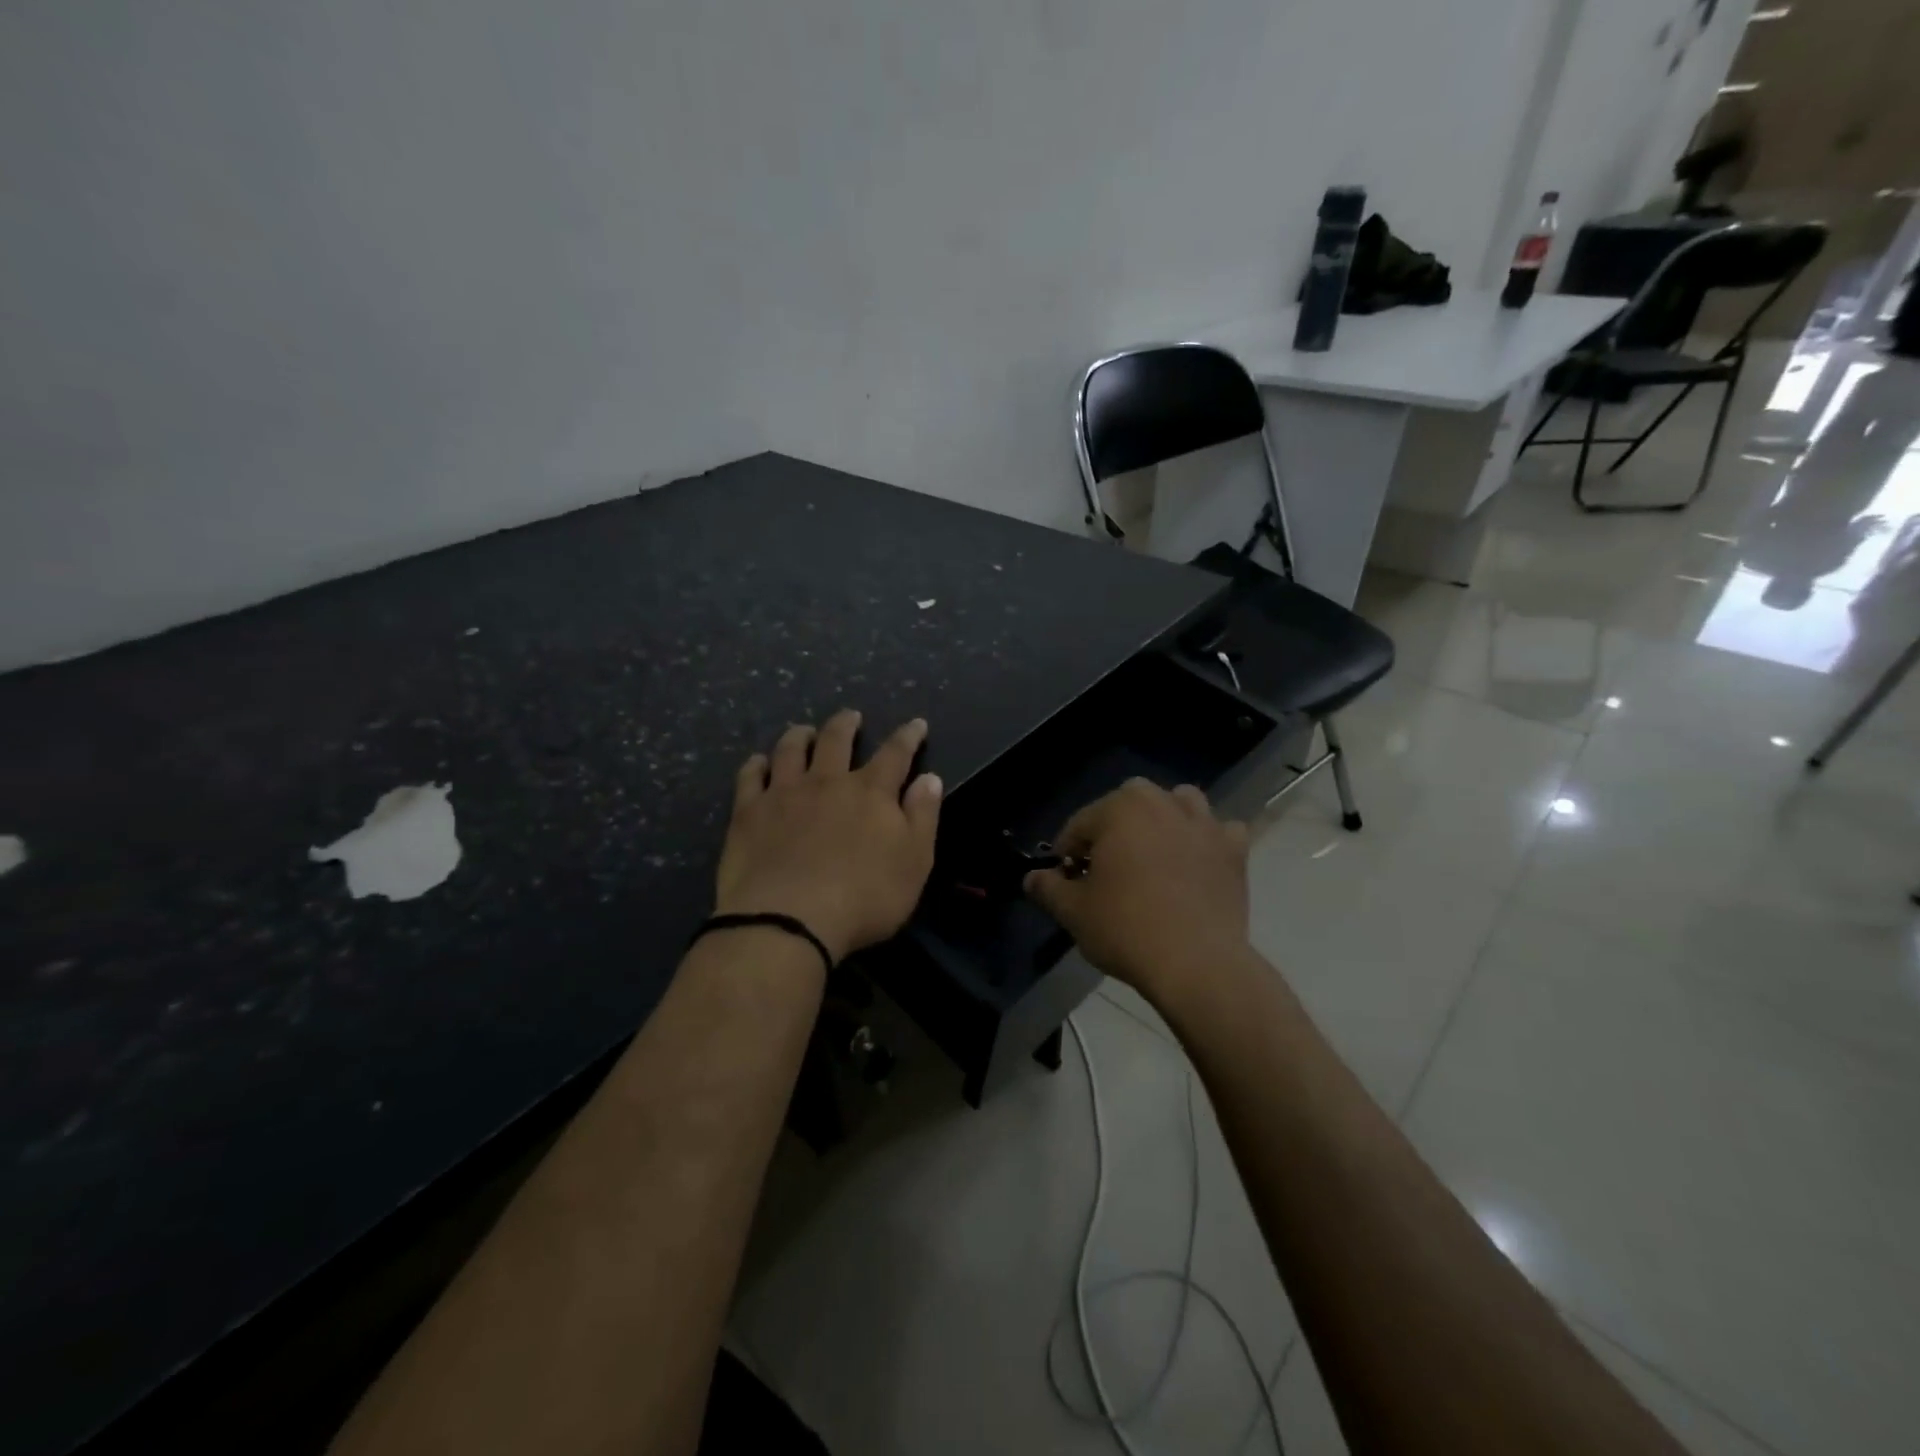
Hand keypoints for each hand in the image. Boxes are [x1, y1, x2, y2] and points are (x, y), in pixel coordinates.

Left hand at [716, 711, 942, 962]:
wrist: (789, 920)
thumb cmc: (864, 897)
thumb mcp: (914, 862)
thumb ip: (923, 816)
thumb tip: (930, 778)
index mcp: (871, 792)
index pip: (896, 754)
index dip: (908, 736)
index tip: (916, 724)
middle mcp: (827, 781)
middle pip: (837, 739)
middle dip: (847, 724)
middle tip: (851, 716)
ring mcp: (784, 793)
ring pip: (791, 750)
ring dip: (800, 736)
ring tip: (804, 731)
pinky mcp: (748, 812)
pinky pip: (750, 776)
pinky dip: (756, 765)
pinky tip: (758, 763)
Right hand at [1024, 779, 1250, 1003]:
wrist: (1197, 964)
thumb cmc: (1126, 929)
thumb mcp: (1073, 912)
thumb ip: (1048, 888)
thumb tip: (1032, 878)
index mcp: (1120, 808)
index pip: (1080, 825)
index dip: (1067, 854)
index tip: (1065, 882)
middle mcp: (1163, 802)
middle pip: (1127, 806)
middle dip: (1113, 831)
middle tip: (1106, 873)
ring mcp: (1204, 823)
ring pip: (1178, 805)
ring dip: (1164, 821)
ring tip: (1153, 857)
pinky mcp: (1234, 850)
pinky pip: (1219, 831)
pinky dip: (1207, 841)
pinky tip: (1196, 864)